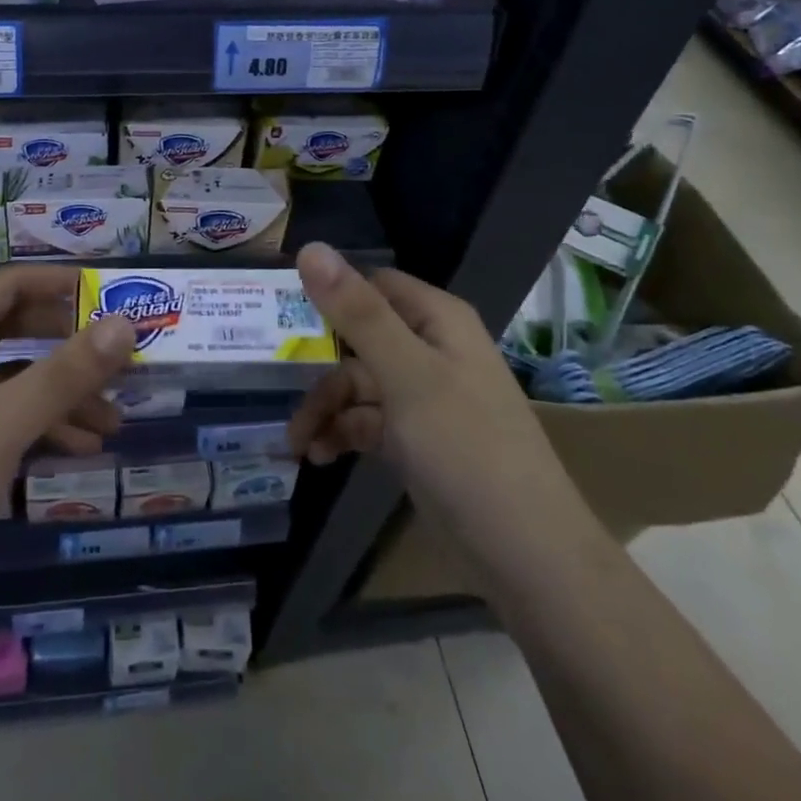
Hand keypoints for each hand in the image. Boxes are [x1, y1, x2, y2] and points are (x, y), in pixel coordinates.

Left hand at [0, 265, 135, 609]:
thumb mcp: (4, 425)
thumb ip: (66, 373)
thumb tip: (126, 325)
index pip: (5, 286)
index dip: (58, 284)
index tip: (109, 291)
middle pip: (8, 329)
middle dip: (65, 344)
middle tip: (115, 353)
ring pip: (6, 378)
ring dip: (58, 393)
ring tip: (112, 419)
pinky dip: (35, 424)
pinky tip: (79, 447)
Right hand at [286, 243, 541, 473]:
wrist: (524, 552)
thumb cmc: (466, 447)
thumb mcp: (406, 374)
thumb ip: (357, 313)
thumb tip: (310, 248)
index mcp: (436, 319)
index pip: (370, 286)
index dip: (327, 296)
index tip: (279, 316)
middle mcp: (430, 348)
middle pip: (357, 338)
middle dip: (317, 366)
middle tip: (276, 387)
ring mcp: (424, 395)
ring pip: (358, 384)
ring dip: (325, 408)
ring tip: (296, 443)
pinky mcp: (417, 436)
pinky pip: (368, 421)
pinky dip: (342, 434)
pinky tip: (318, 456)